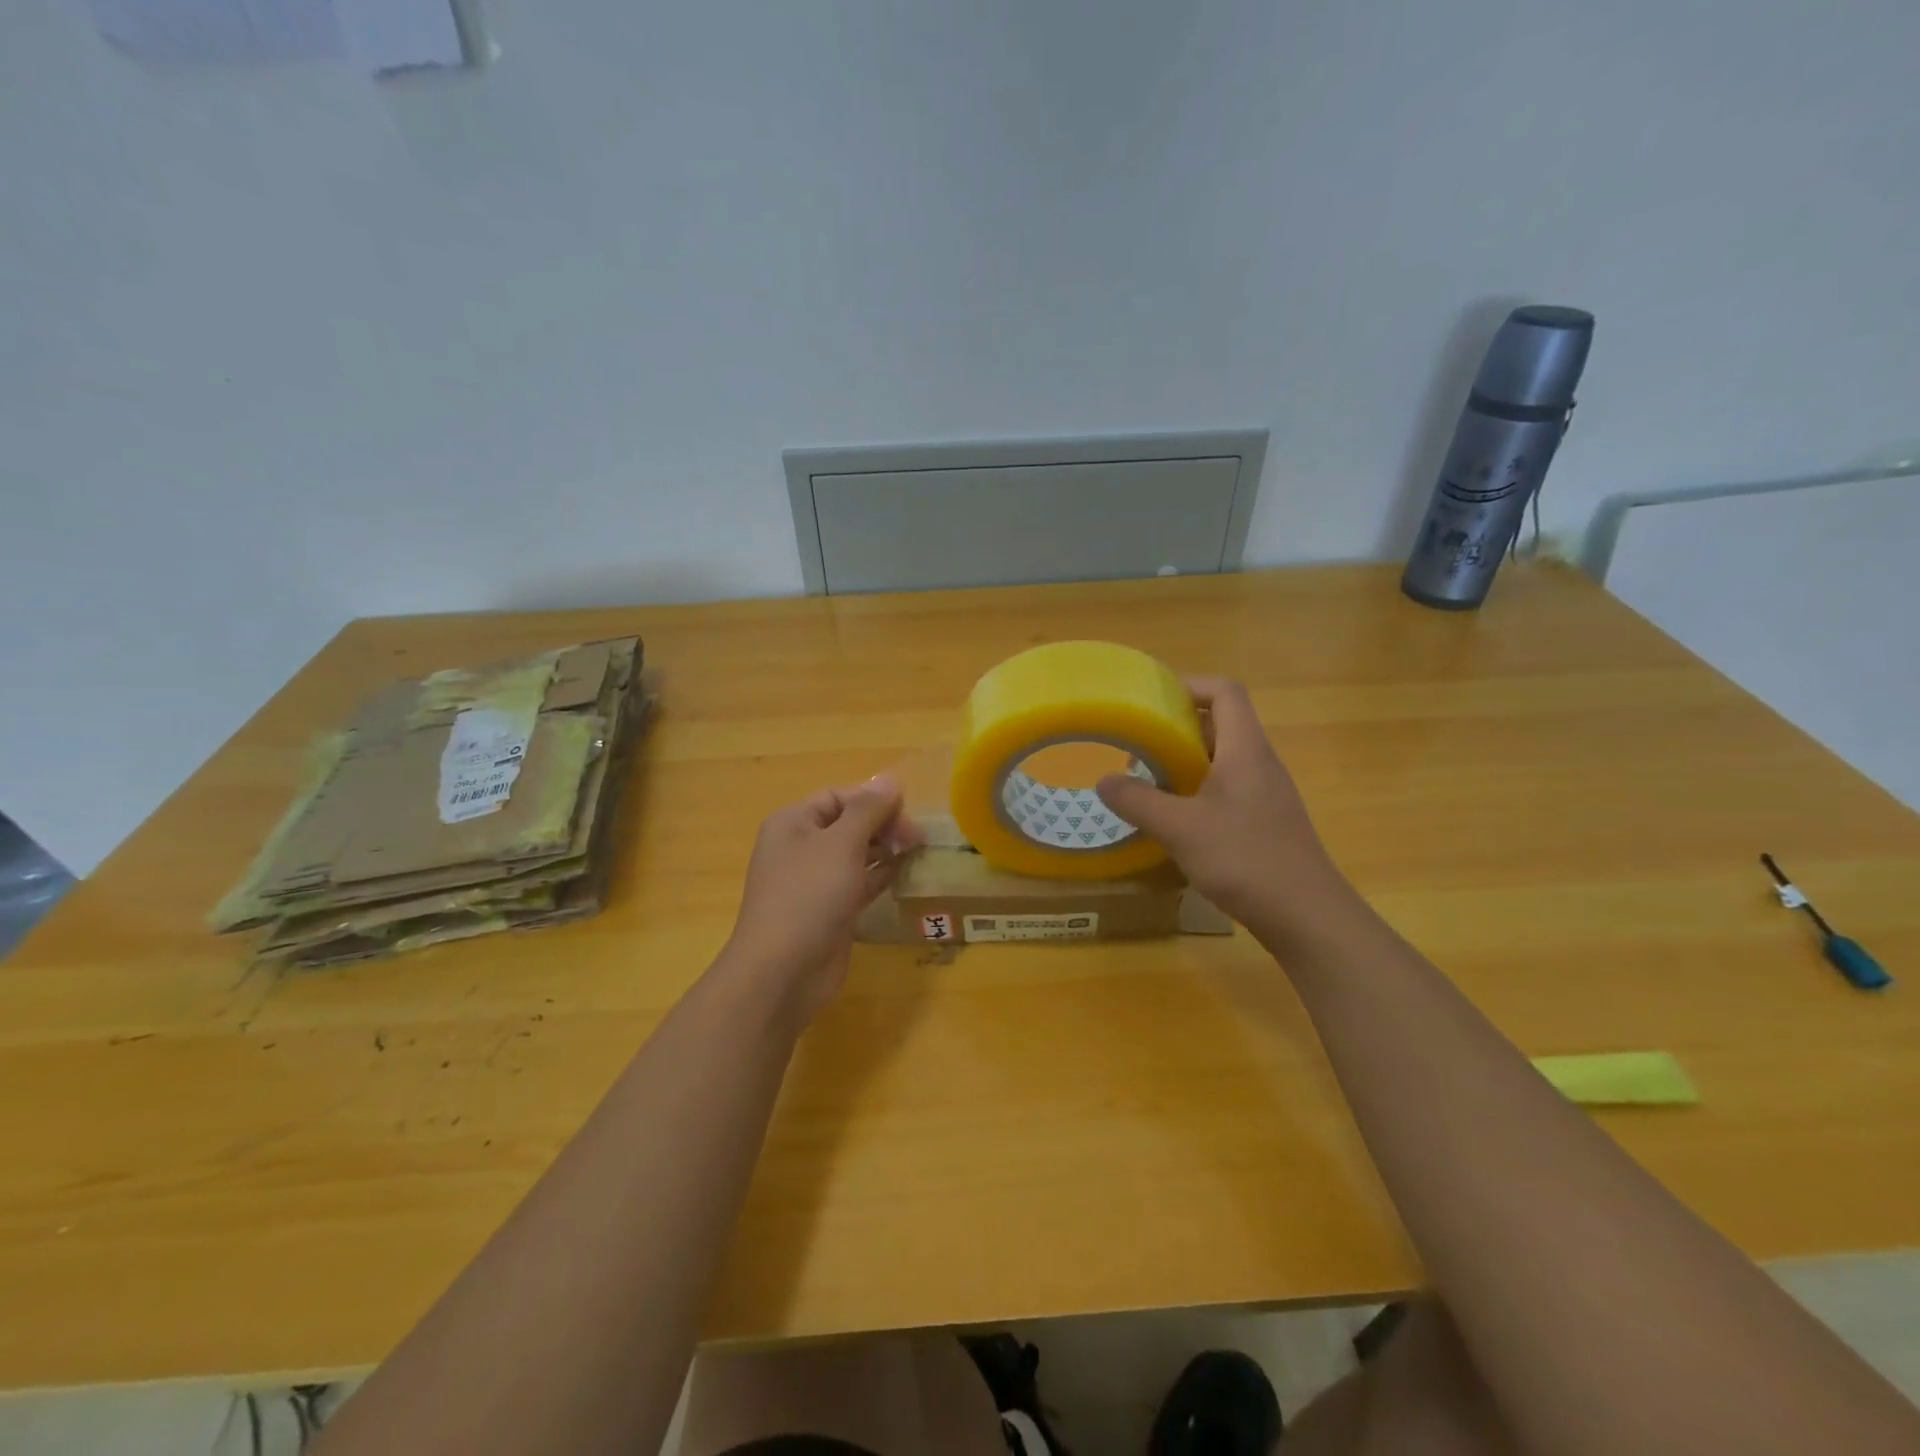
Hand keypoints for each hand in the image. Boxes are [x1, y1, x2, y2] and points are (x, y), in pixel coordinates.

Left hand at [722, 776, 921, 1025]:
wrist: (783, 972)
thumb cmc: (809, 896)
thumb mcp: (841, 844)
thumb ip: (868, 810)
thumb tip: (890, 780)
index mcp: (793, 823)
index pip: (838, 797)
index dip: (874, 799)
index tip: (908, 812)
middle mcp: (800, 847)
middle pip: (848, 823)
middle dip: (883, 825)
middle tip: (917, 839)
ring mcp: (813, 882)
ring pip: (855, 854)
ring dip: (885, 850)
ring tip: (916, 852)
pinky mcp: (828, 911)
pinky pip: (858, 883)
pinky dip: (879, 876)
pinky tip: (902, 874)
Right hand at [1096, 677, 1358, 945]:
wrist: (1306, 915)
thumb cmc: (1244, 859)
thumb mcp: (1180, 828)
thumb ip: (1138, 801)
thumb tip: (1104, 781)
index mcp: (1245, 750)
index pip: (1226, 692)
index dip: (1191, 686)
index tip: (1153, 699)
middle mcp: (1260, 763)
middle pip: (1221, 724)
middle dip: (1178, 728)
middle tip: (1140, 745)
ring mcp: (1266, 793)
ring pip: (1223, 759)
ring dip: (1186, 762)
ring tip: (1149, 782)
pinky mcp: (1266, 820)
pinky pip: (1228, 788)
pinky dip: (1198, 790)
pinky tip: (1176, 819)